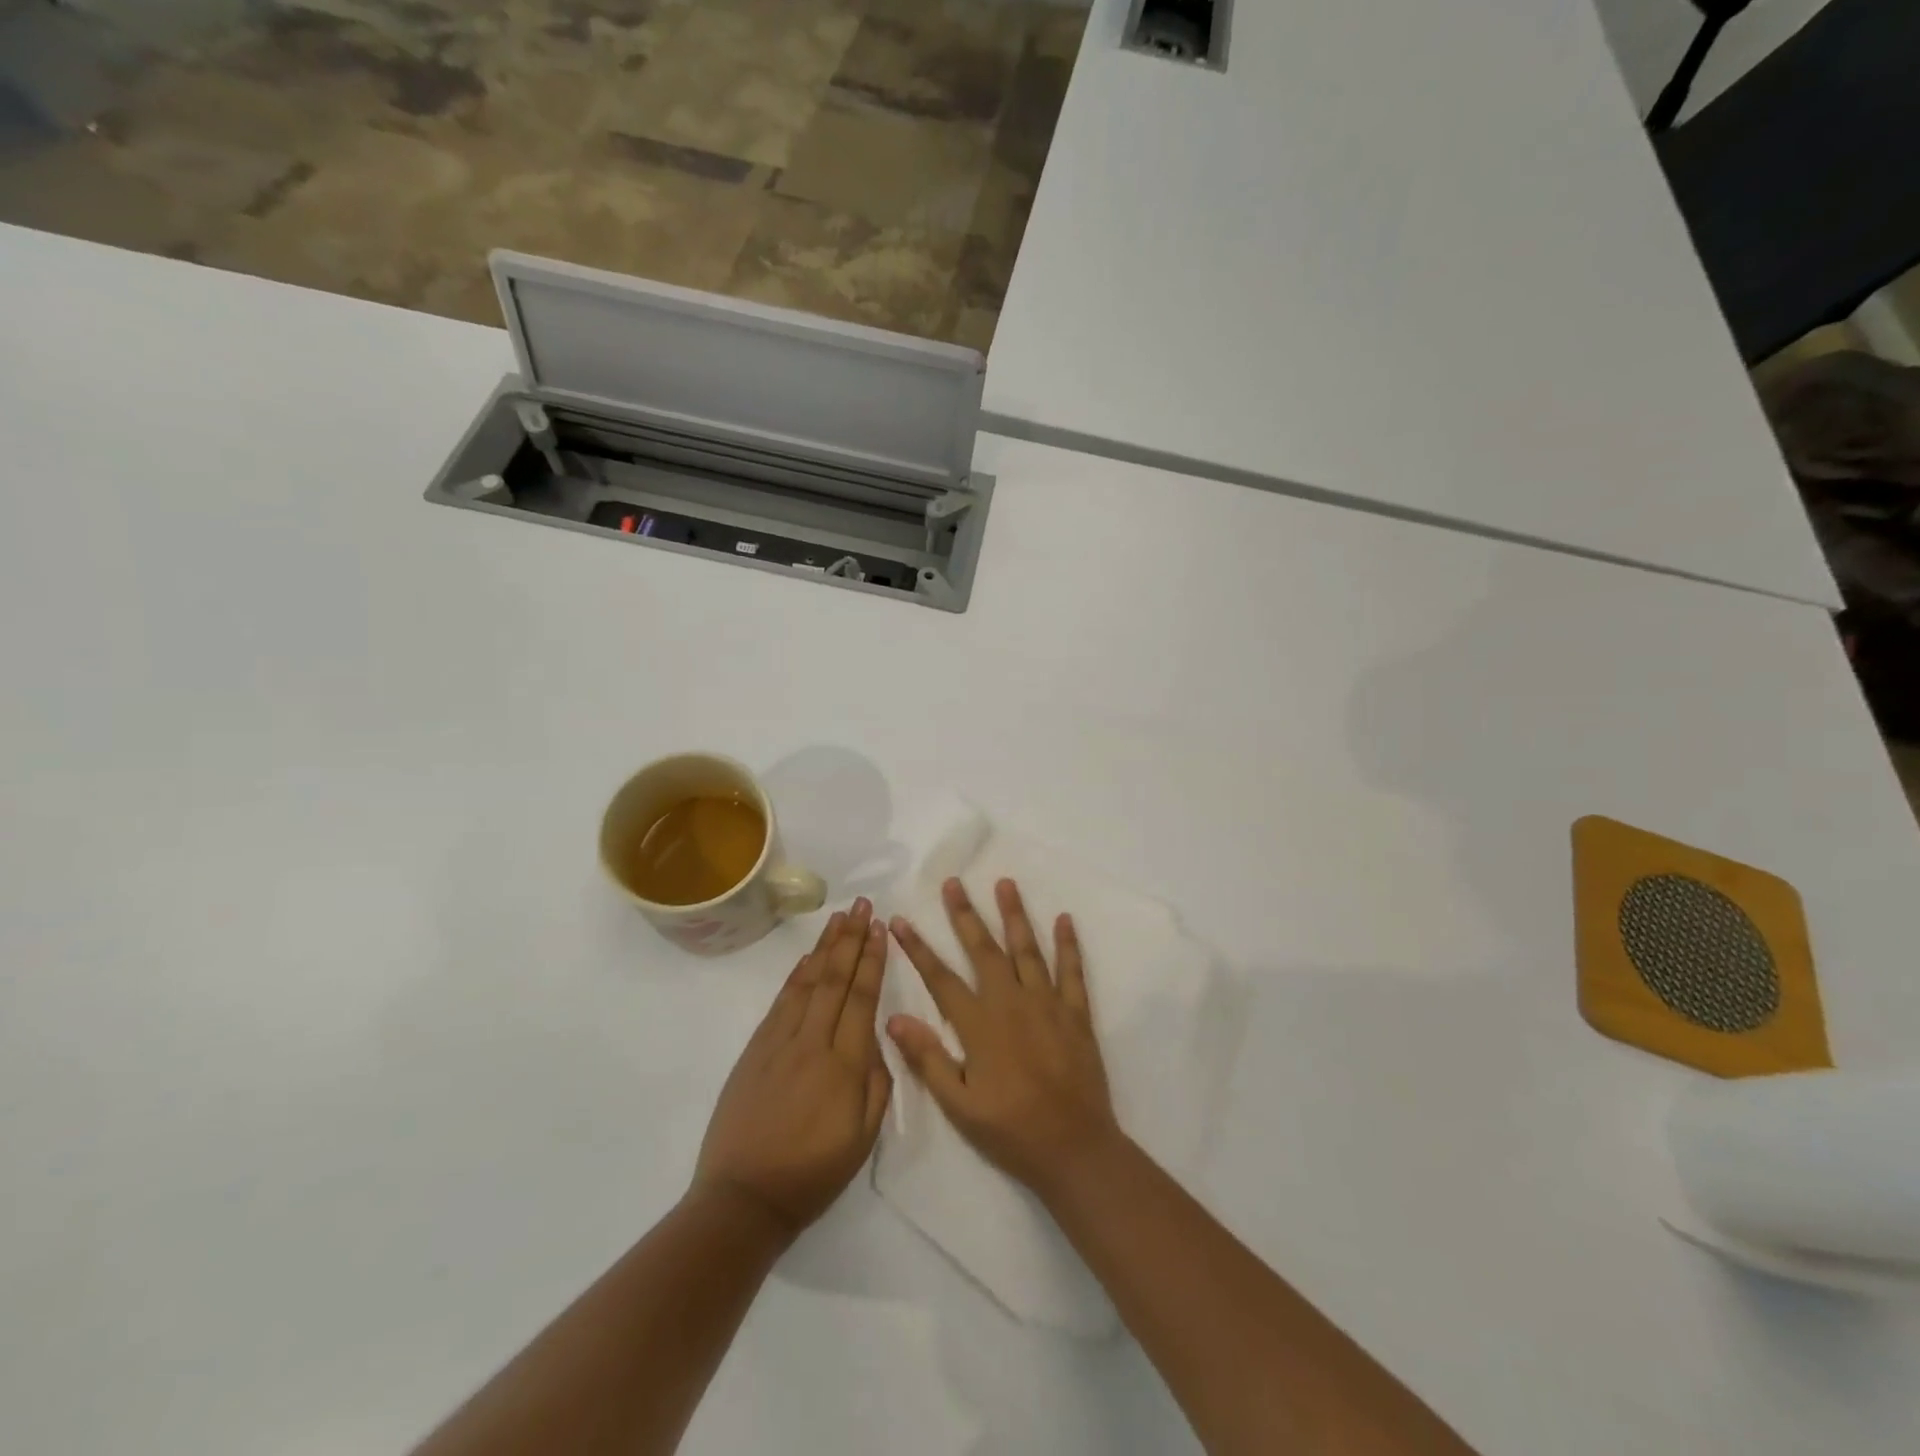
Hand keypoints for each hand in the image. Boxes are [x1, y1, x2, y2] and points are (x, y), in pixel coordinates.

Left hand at [694, 899, 892, 1238]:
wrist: (742, 1198)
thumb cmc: (812, 1174)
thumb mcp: (863, 1139)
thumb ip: (876, 1082)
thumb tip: (875, 1036)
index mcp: (844, 1066)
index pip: (861, 998)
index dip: (872, 960)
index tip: (880, 928)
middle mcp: (811, 1043)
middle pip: (834, 979)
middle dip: (851, 939)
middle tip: (862, 905)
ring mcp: (778, 1042)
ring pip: (807, 982)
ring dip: (825, 947)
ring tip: (839, 918)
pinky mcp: (755, 1049)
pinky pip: (782, 1001)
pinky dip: (797, 974)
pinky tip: (808, 958)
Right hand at [887, 878, 1118, 1196]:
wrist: (1074, 1148)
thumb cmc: (1011, 1130)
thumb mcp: (959, 1105)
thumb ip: (927, 1058)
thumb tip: (894, 1017)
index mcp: (979, 1025)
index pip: (940, 977)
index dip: (918, 948)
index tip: (900, 920)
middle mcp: (1011, 1002)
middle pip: (984, 950)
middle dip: (966, 914)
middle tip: (954, 883)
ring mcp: (1047, 1003)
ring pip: (1027, 949)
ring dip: (1014, 915)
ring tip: (1005, 883)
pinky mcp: (1075, 1013)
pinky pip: (1072, 971)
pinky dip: (1068, 944)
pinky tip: (1064, 919)